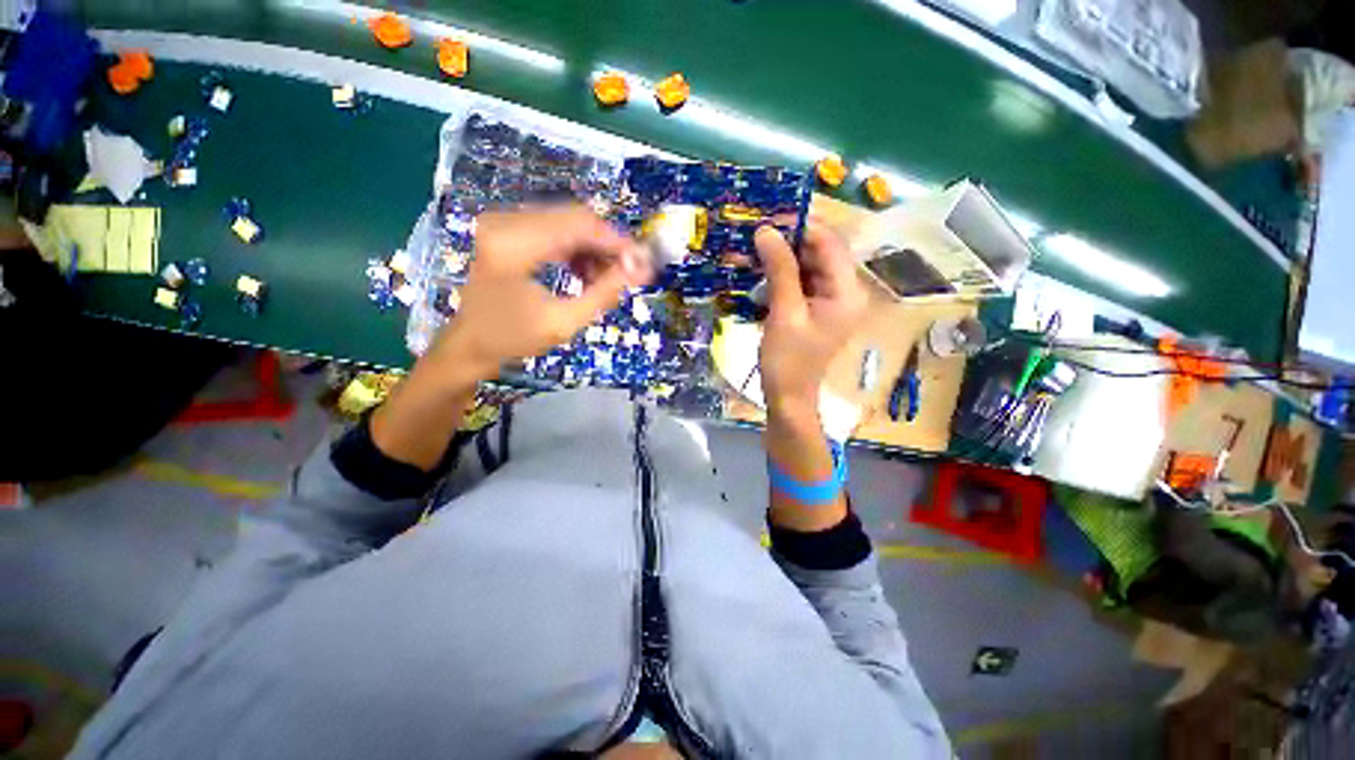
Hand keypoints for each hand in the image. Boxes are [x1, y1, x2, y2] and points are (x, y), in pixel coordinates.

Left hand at [429, 206, 650, 377]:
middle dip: (607, 245)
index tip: (643, 261)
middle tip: (627, 273)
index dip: (616, 242)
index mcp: (513, 246)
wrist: (470, 343)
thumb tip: (641, 269)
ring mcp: (503, 221)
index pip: (579, 226)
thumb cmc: (513, 339)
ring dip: (593, 248)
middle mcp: (505, 222)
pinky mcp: (506, 228)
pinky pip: (554, 228)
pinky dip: (576, 248)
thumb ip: (605, 293)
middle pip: (575, 217)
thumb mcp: (564, 322)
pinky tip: (584, 273)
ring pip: (567, 221)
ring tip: (604, 279)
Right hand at [757, 221, 866, 416]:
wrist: (788, 397)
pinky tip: (759, 274)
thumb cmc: (788, 361)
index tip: (769, 218)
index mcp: (847, 292)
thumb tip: (766, 230)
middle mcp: (845, 291)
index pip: (830, 244)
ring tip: (752, 251)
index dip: (802, 227)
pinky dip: (781, 276)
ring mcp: (830, 301)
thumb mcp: (783, 313)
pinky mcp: (815, 309)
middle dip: (788, 242)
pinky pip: (800, 283)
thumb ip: (779, 270)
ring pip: (807, 266)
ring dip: (781, 259)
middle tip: (756, 234)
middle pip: (819, 253)